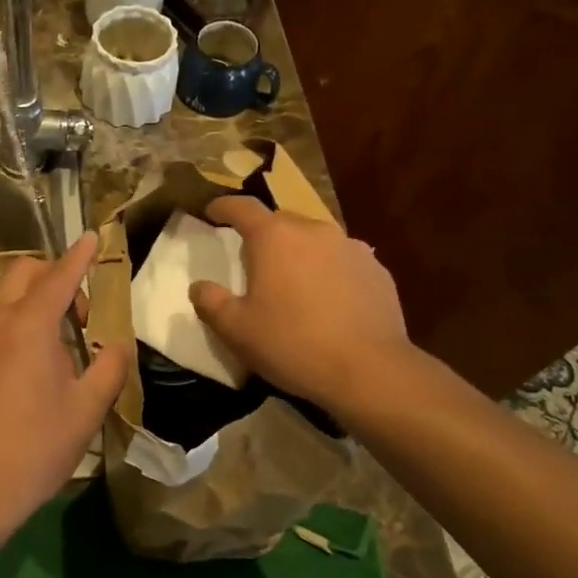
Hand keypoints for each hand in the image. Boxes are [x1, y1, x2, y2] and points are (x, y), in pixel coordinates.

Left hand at [0, 233, 130, 537]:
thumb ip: (110, 366)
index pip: (60, 275)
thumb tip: (118, 345)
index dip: (80, 255)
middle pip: (22, 274)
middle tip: (77, 317)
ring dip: (29, 304)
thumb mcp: (87, 408)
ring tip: (51, 349)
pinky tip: (19, 372)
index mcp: (29, 324)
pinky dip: (8, 328)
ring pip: (0, 299)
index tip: (94, 237)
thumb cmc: (36, 446)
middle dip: (52, 277)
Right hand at [190, 196, 411, 407]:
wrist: (369, 370)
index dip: (224, 207)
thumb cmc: (292, 344)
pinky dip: (329, 272)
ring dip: (300, 254)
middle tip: (252, 259)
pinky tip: (328, 302)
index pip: (242, 207)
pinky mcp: (378, 271)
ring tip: (294, 283)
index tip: (212, 212)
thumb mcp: (236, 330)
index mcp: (275, 237)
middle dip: (264, 235)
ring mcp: (351, 248)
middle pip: (281, 222)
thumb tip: (199, 286)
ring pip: (316, 241)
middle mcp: (315, 231)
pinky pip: (343, 262)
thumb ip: (211, 302)